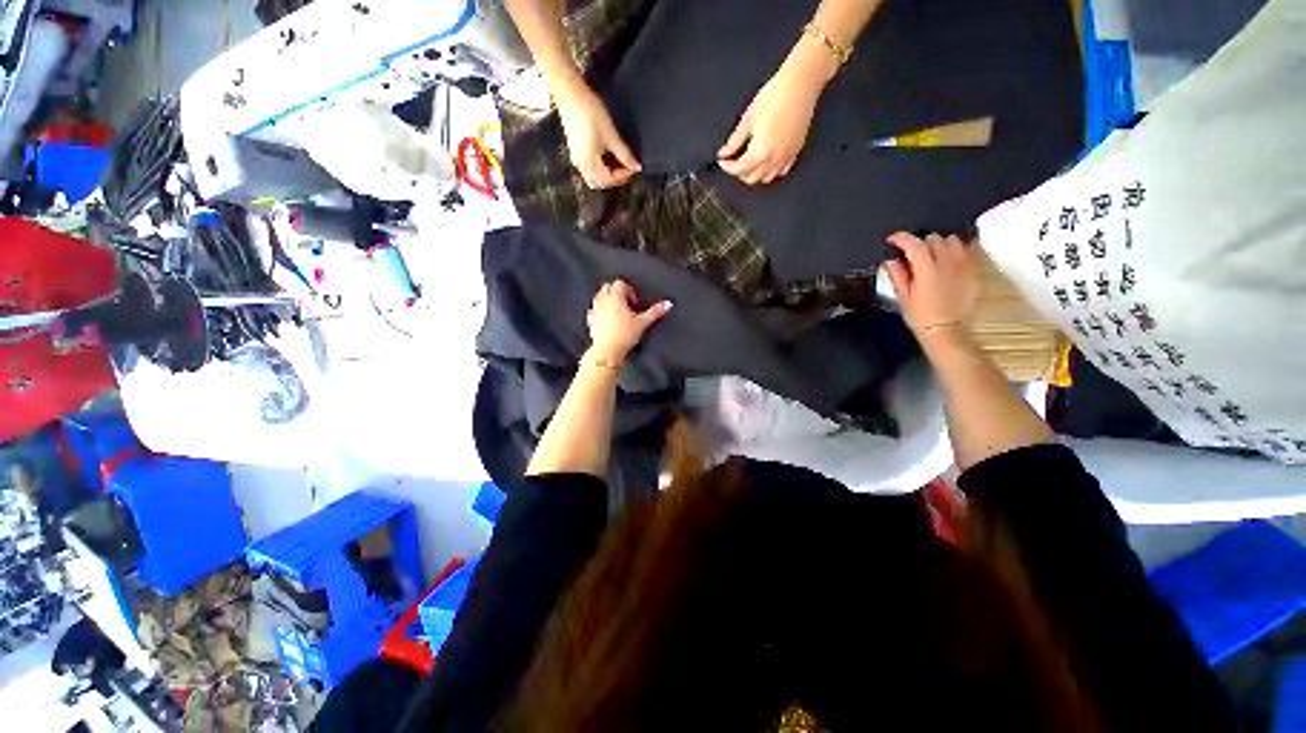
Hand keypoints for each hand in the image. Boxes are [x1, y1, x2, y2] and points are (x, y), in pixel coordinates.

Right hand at [553, 78, 641, 188]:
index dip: (624, 175)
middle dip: (615, 178)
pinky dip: (600, 168)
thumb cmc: (589, 112)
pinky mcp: (576, 152)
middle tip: (627, 167)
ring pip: (594, 177)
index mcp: (590, 164)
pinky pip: (589, 168)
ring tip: (619, 162)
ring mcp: (578, 159)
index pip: (610, 180)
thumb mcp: (611, 135)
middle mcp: (582, 166)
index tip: (634, 167)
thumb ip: (625, 155)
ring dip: (607, 174)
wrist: (570, 94)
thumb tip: (636, 166)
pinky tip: (608, 156)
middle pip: (601, 182)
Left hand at [587, 280, 672, 363]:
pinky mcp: (591, 320)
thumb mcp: (643, 323)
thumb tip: (668, 304)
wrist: (607, 351)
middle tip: (627, 305)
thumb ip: (655, 312)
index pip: (620, 283)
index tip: (634, 304)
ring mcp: (595, 309)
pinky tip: (607, 319)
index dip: (629, 291)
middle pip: (608, 287)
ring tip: (618, 312)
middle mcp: (603, 300)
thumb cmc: (624, 335)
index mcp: (615, 297)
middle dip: (617, 293)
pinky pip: (594, 309)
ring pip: (599, 296)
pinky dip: (600, 310)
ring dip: (608, 300)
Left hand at [717, 40, 836, 185]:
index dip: (727, 167)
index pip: (739, 170)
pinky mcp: (795, 151)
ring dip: (755, 174)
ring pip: (766, 178)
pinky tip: (766, 161)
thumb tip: (725, 153)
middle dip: (739, 172)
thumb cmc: (775, 97)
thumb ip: (735, 140)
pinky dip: (771, 171)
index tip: (722, 161)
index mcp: (760, 152)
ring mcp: (786, 157)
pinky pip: (781, 171)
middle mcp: (774, 159)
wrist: (800, 85)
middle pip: (751, 178)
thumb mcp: (748, 119)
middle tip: (733, 161)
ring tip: (748, 162)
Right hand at [883, 232, 982, 338]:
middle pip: (933, 238)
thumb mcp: (903, 297)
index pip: (913, 244)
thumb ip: (898, 275)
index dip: (900, 238)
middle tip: (912, 253)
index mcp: (926, 269)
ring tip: (932, 254)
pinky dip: (957, 249)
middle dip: (920, 242)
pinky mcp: (974, 270)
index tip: (893, 240)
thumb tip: (891, 261)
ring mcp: (963, 265)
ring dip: (940, 243)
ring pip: (952, 240)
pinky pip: (968, 249)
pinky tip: (950, 257)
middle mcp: (947, 262)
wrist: (947, 330)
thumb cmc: (922, 317)